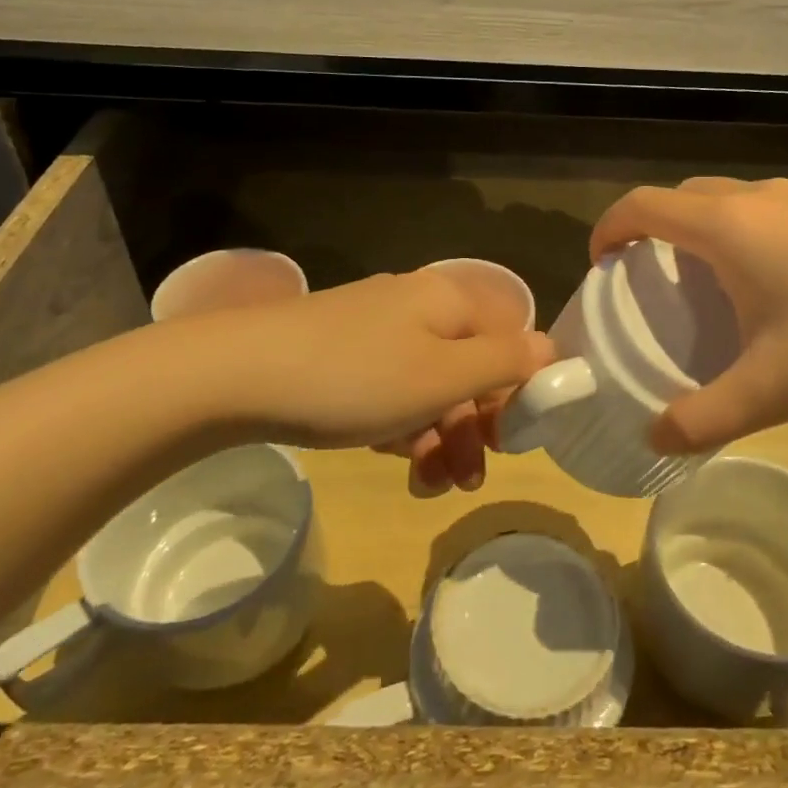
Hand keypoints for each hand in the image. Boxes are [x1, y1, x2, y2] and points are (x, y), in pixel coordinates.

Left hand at [181, 271, 552, 452]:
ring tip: (427, 485)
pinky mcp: (338, 354)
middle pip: (468, 367)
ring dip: (437, 436)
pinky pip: (389, 390)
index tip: (508, 441)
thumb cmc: (356, 378)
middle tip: (467, 480)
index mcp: (448, 301)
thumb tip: (553, 349)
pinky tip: (388, 456)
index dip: (518, 390)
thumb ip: (506, 362)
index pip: (509, 339)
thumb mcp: (444, 376)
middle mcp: (416, 307)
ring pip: (427, 385)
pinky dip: (398, 425)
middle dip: (473, 428)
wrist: (235, 376)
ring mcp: (373, 329)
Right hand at [591, 178, 787, 452]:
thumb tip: (654, 438)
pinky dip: (745, 235)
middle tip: (648, 281)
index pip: (643, 206)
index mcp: (729, 228)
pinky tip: (775, 287)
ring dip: (701, 231)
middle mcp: (761, 200)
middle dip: (652, 230)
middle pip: (683, 197)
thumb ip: (703, 418)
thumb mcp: (772, 390)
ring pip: (730, 201)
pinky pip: (770, 212)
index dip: (609, 230)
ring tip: (707, 285)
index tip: (600, 266)